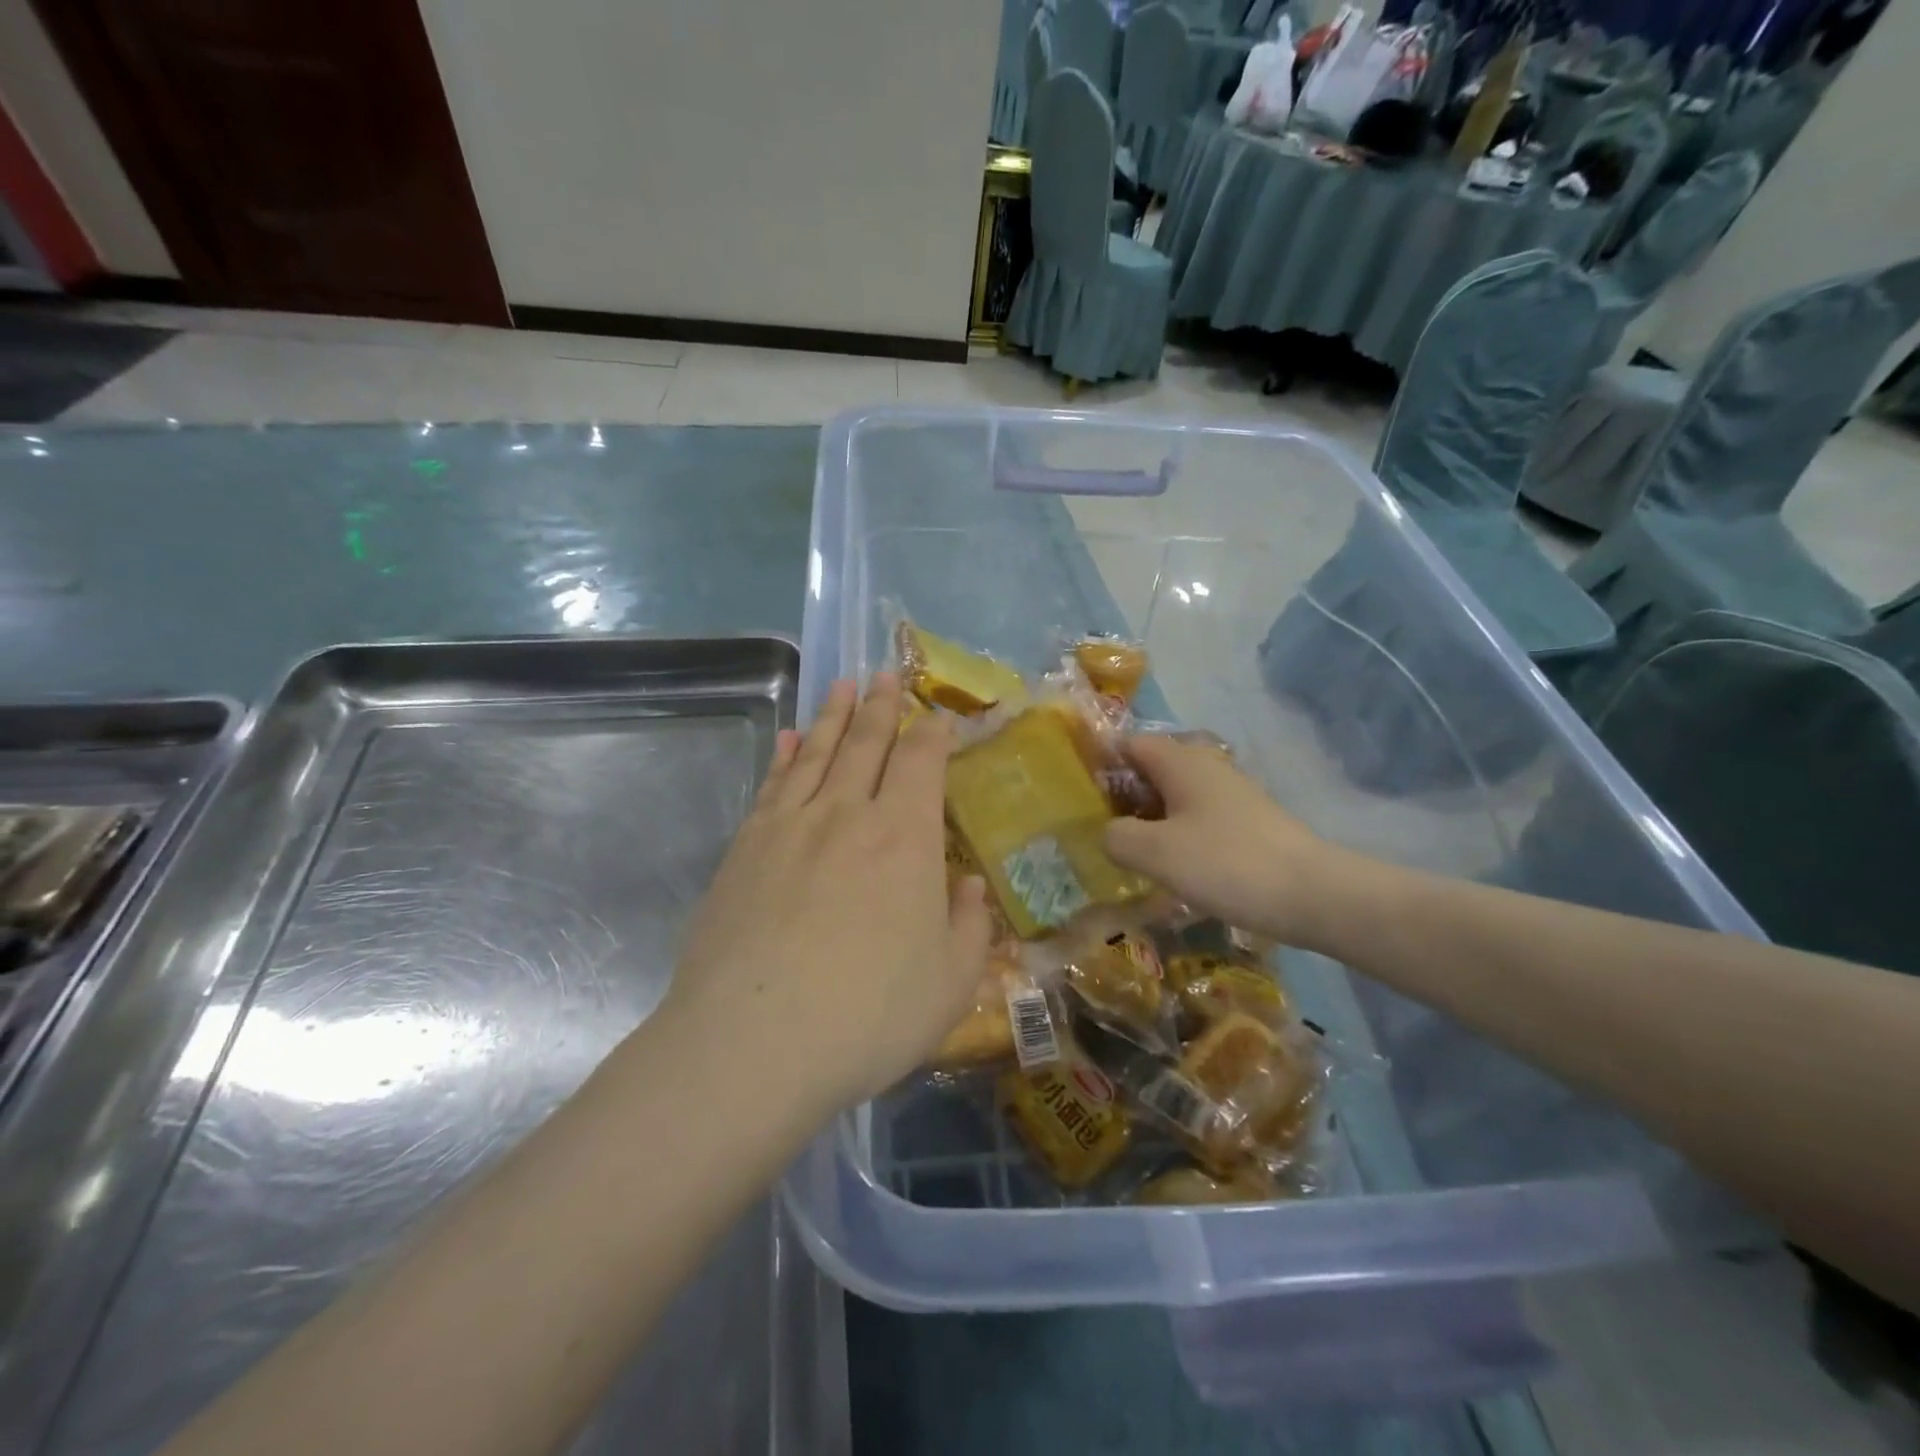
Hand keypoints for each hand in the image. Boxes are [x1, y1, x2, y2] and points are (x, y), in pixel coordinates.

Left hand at [658, 675, 992, 1115]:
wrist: (752, 1044)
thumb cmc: (868, 1016)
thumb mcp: (951, 983)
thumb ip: (970, 926)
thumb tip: (969, 884)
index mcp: (904, 838)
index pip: (921, 762)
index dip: (933, 733)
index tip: (938, 714)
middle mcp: (847, 814)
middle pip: (867, 743)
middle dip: (882, 706)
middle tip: (885, 674)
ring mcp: (789, 827)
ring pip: (819, 753)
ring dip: (835, 716)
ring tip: (844, 686)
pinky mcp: (746, 848)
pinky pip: (773, 784)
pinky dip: (787, 755)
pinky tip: (791, 739)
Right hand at [1103, 736, 1335, 947]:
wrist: (1312, 894)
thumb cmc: (1226, 863)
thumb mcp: (1156, 853)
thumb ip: (1116, 837)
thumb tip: (1106, 833)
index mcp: (1180, 763)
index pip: (1128, 743)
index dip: (1099, 761)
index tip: (1075, 792)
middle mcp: (1205, 768)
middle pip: (1150, 769)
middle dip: (1120, 794)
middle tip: (1094, 828)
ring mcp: (1229, 795)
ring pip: (1173, 796)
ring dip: (1147, 818)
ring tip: (1125, 851)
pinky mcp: (1245, 823)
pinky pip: (1195, 818)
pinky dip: (1174, 833)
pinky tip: (1167, 865)